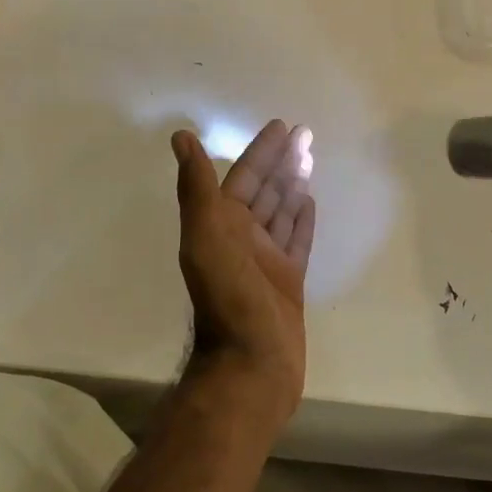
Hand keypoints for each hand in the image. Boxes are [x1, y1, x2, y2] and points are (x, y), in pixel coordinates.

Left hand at [171, 120, 316, 421]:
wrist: (251, 365)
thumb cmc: (229, 299)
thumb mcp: (206, 238)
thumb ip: (197, 189)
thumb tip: (181, 137)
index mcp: (222, 225)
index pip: (245, 176)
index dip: (262, 150)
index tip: (282, 126)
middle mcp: (242, 238)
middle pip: (266, 189)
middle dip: (283, 161)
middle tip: (306, 133)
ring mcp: (266, 260)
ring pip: (282, 211)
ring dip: (294, 183)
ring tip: (310, 157)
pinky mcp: (288, 281)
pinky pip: (296, 240)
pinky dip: (302, 219)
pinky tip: (310, 201)